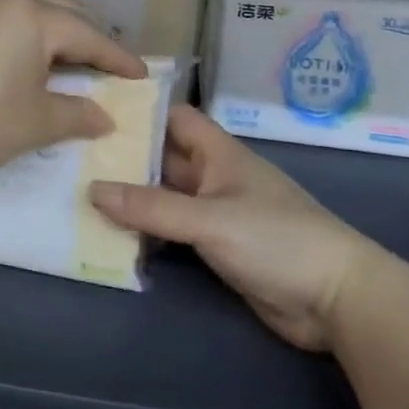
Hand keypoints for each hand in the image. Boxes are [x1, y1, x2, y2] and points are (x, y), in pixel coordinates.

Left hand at [0, 0, 146, 178]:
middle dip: (84, 31)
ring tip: (55, 32)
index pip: (88, 36)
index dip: (116, 58)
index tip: (139, 75)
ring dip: (44, 10)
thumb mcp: (34, 124)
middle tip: (102, 59)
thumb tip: (104, 117)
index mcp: (34, 17)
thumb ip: (75, 116)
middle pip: (57, 8)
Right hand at [89, 106, 385, 351]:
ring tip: (78, 191)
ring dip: (130, 197)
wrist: (337, 301)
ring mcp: (214, 212)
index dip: (138, 109)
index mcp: (217, 153)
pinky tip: (111, 234)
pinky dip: (146, 230)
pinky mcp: (216, 247)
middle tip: (71, 154)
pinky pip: (172, 230)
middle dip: (123, 156)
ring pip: (163, 196)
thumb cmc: (277, 240)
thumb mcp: (210, 219)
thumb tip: (91, 189)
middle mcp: (212, 176)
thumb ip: (152, 207)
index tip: (94, 107)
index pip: (172, 116)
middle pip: (161, 157)